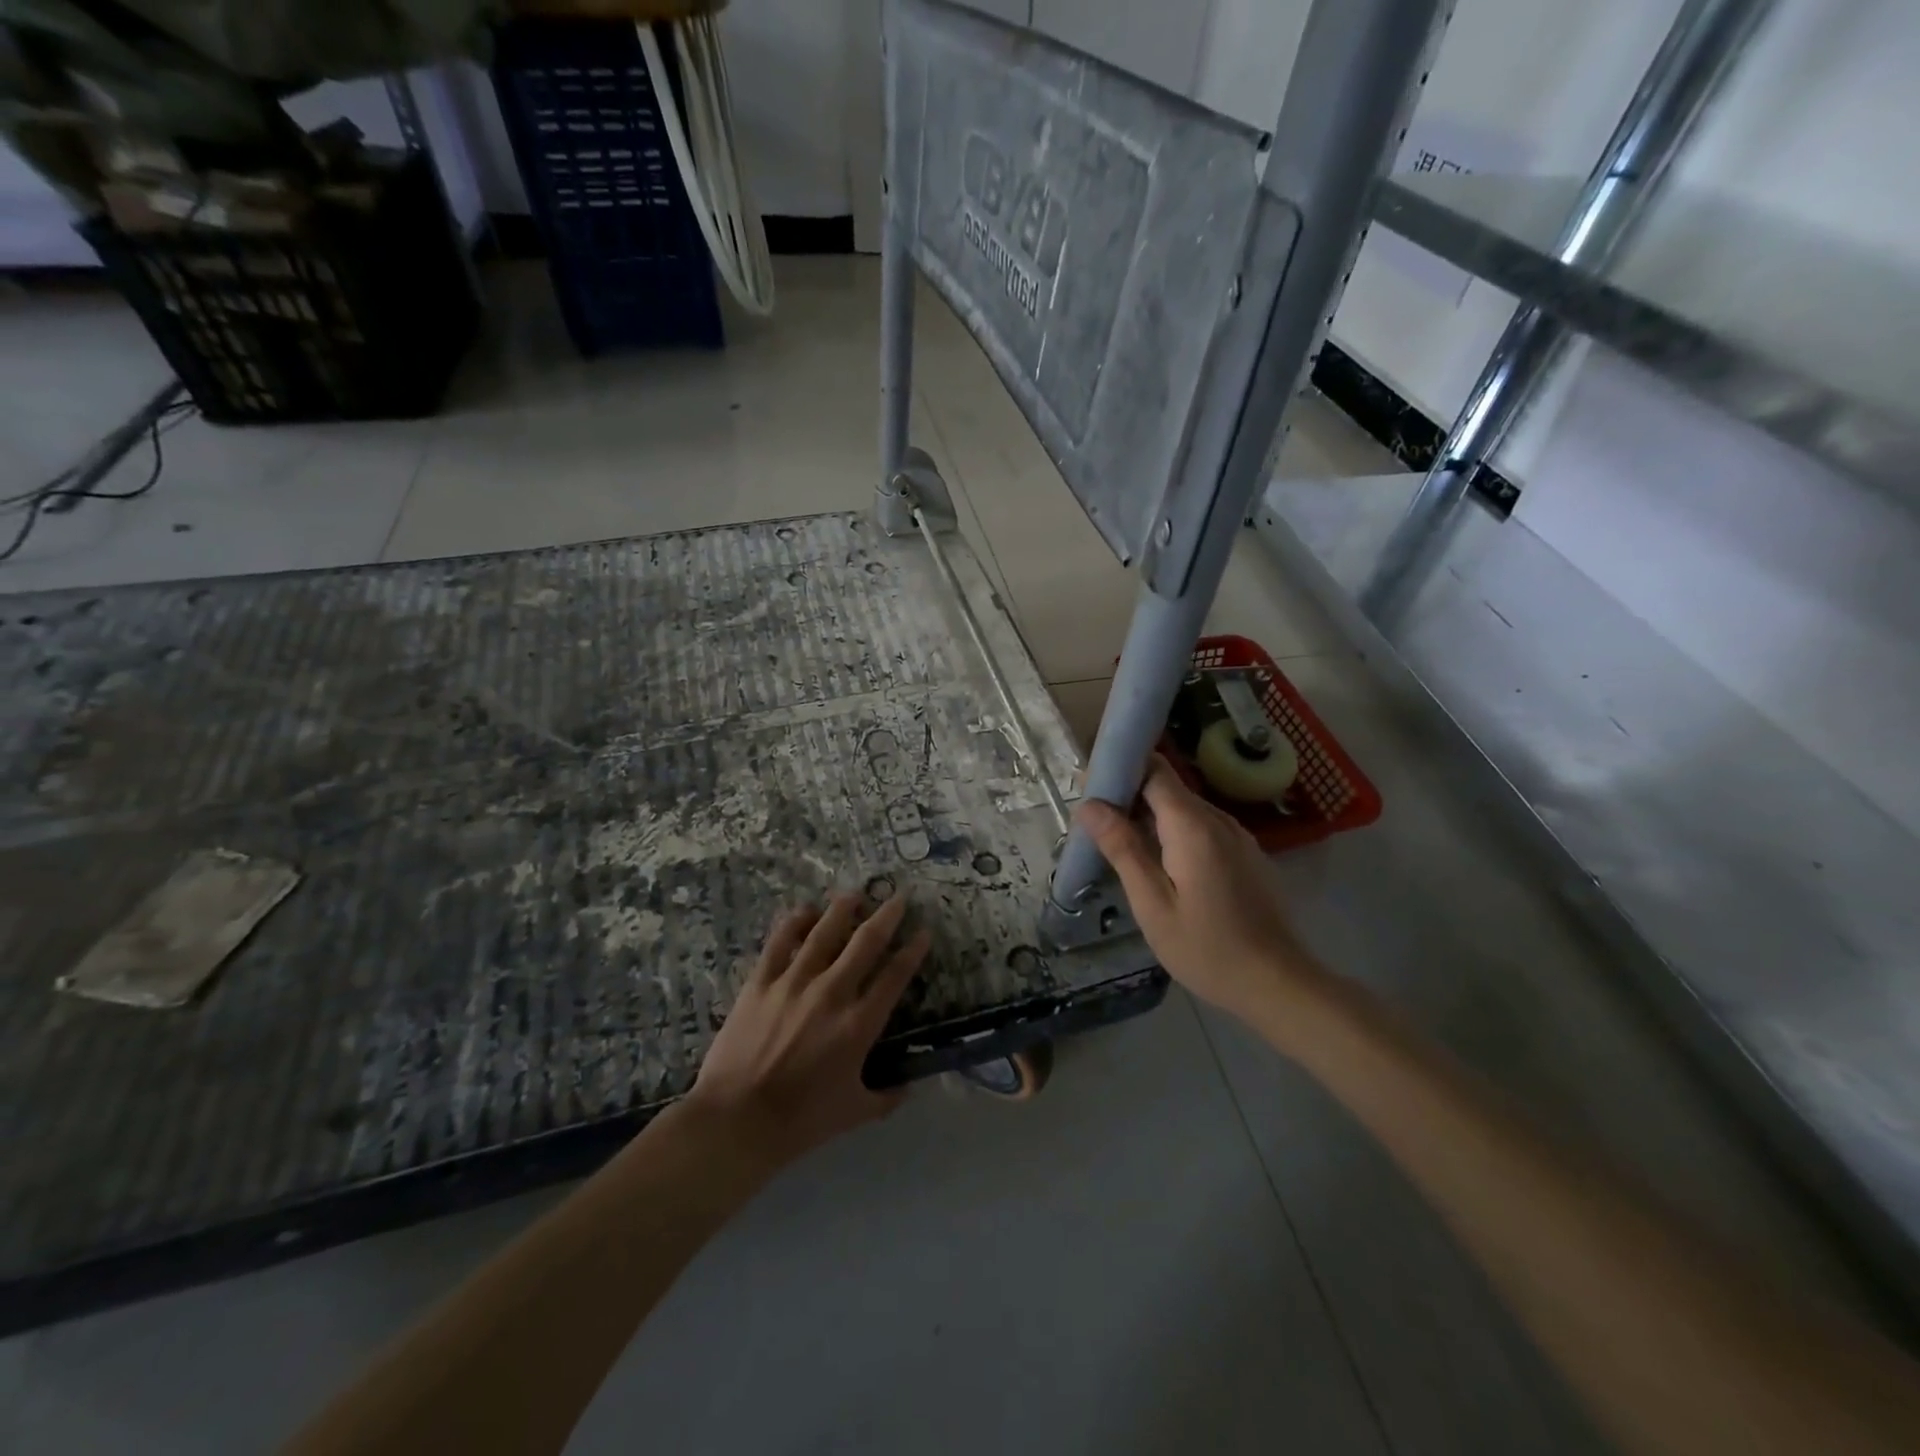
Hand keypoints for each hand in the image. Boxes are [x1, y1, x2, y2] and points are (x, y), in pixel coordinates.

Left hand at [686, 892, 930, 1166]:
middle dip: (887, 915)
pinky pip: (781, 941)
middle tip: (898, 896)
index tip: (923, 932)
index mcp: (859, 1024)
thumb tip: (908, 1086)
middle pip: (866, 942)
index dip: (913, 950)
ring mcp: (794, 983)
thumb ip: (886, 1097)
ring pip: (825, 932)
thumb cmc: (801, 1120)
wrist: (737, 1120)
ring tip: (854, 893)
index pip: (895, 976)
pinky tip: (805, 910)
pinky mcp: (761, 982)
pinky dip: (795, 921)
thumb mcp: (854, 1113)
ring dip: (843, 908)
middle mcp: (832, 993)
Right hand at [1077, 755, 1323, 1024]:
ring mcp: (1238, 836)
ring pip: (1186, 808)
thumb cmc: (1207, 949)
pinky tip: (1159, 863)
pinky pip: (1203, 827)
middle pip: (1169, 786)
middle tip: (1095, 821)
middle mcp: (1218, 820)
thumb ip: (1123, 849)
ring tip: (1120, 842)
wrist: (1278, 984)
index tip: (1089, 785)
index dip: (1121, 769)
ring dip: (1151, 815)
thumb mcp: (1153, 904)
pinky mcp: (1246, 854)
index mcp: (1193, 826)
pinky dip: (1175, 832)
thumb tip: (1089, 805)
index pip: (1155, 769)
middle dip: (1130, 793)